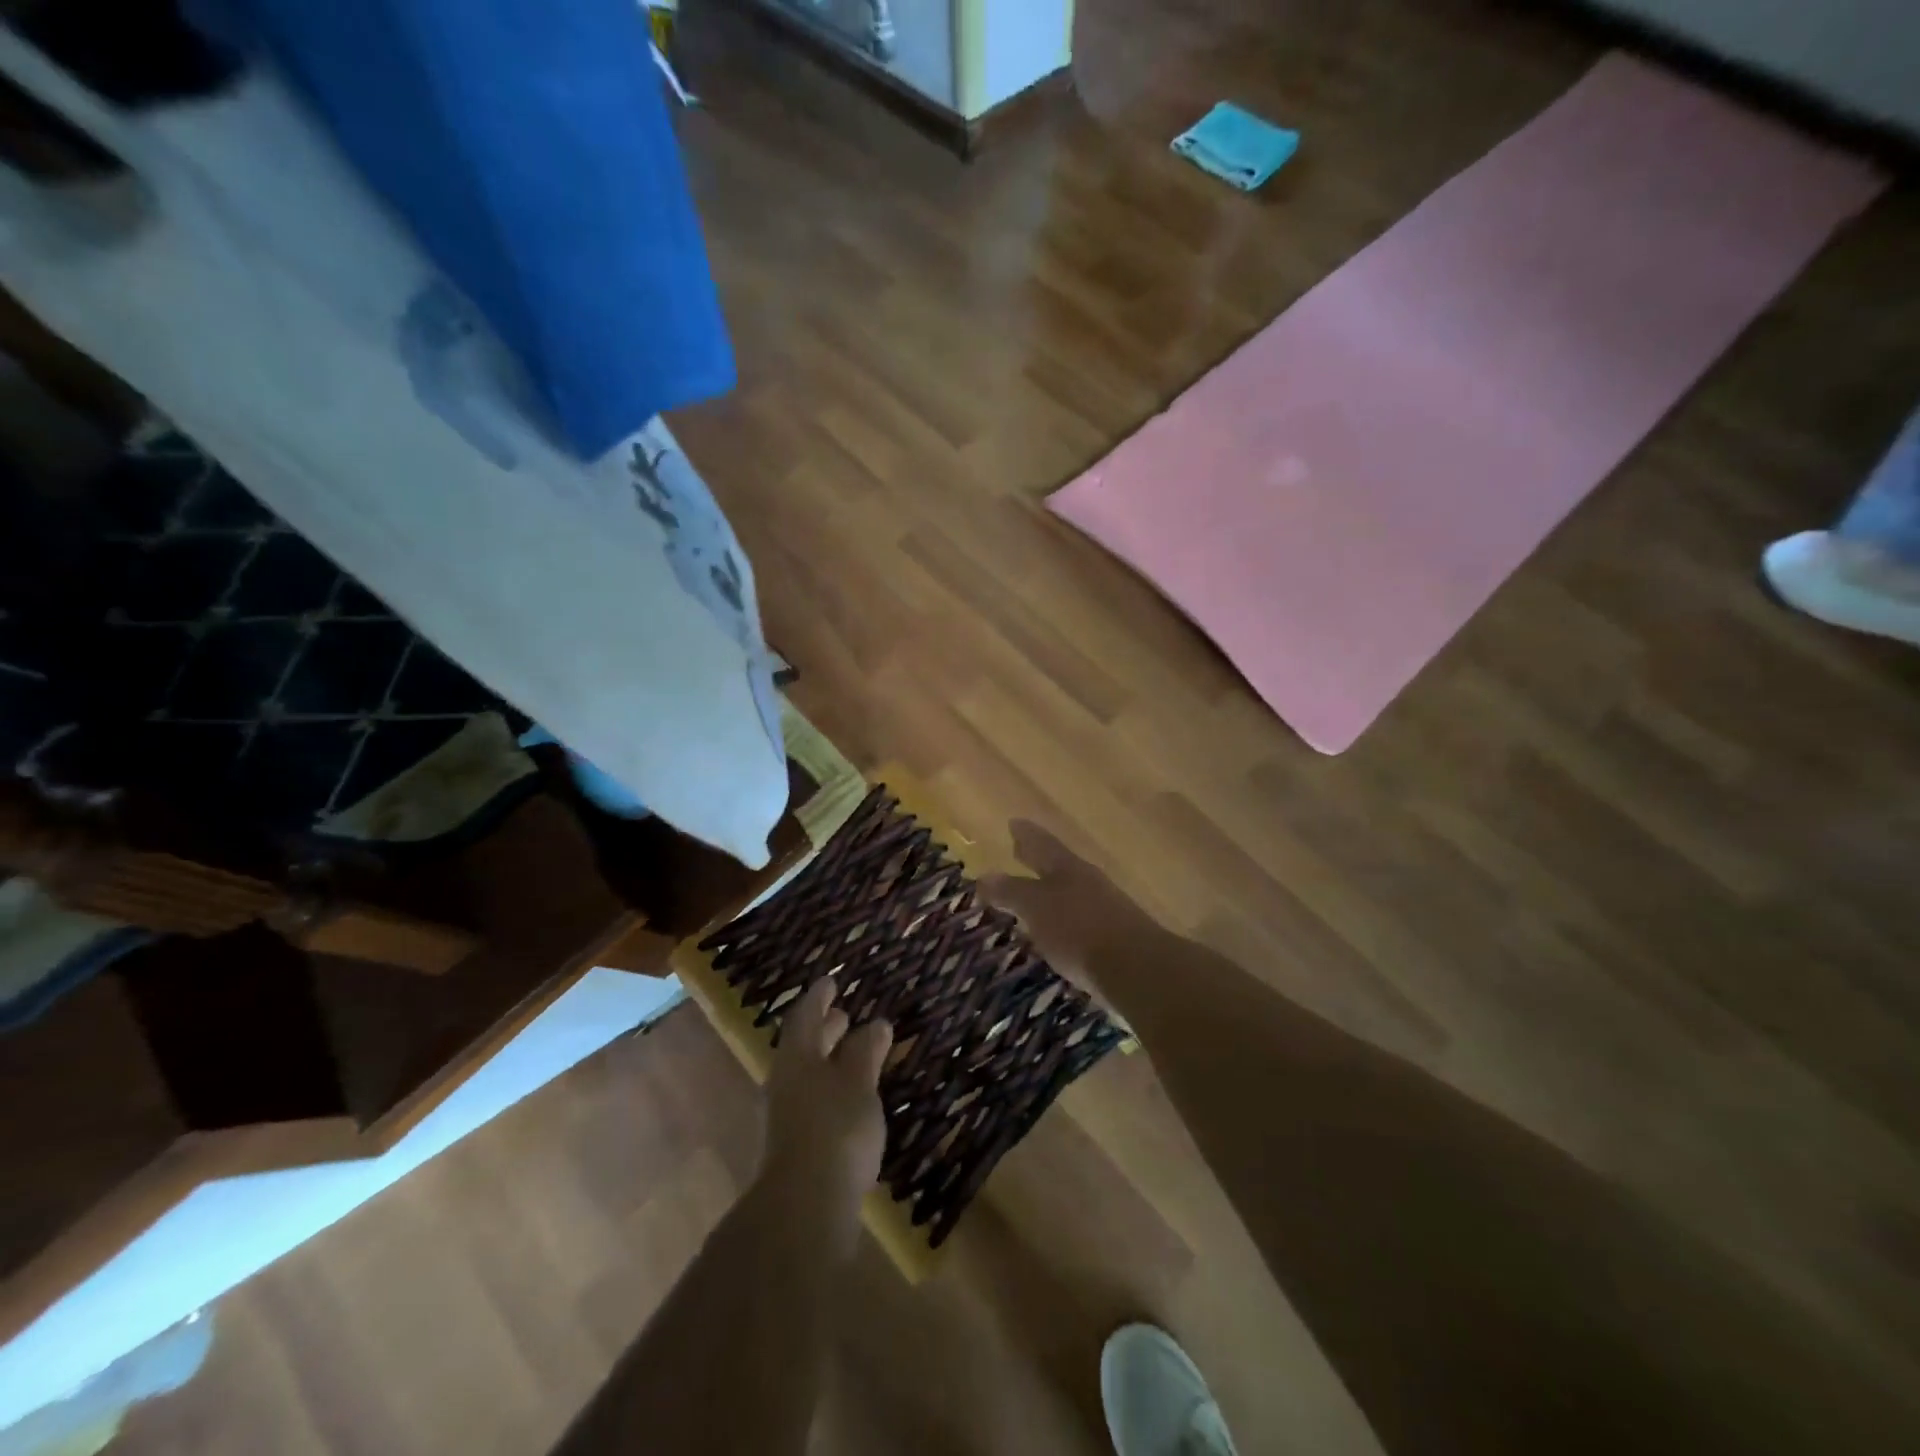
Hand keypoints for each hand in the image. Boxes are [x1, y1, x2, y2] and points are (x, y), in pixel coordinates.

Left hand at [759, 978, 892, 1251]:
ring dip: (829, 1060)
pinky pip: (814, 1101)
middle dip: (825, 1029)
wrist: (804, 1207)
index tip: (831, 981)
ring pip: (809, 1075)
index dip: (819, 997)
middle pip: (804, 1046)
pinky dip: (833, 1088)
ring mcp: (787, 1117)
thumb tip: (876, 1023)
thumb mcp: (859, 1083)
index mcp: (797, 1058)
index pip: (805, 1016)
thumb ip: (867, 1051)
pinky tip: (852, 1098)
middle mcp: (786, 1081)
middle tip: (843, 1014)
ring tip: (855, 1053)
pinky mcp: (797, 1146)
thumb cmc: (835, 1129)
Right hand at [979, 819, 1164, 1008]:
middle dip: (1037, 859)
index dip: (1026, 835)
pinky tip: (1057, 930)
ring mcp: (1105, 908)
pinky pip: (1080, 919)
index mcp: (1067, 868)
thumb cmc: (1079, 930)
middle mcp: (1088, 882)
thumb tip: (984, 876)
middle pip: (1058, 864)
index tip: (1014, 823)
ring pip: (1070, 890)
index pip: (1042, 844)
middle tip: (1019, 850)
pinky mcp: (1114, 937)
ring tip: (1033, 894)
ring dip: (1051, 889)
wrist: (1137, 969)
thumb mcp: (1037, 908)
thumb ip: (1011, 892)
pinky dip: (1064, 918)